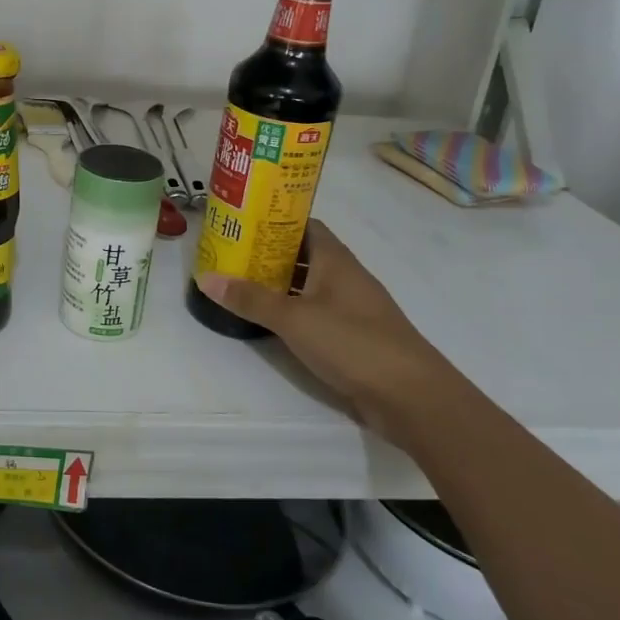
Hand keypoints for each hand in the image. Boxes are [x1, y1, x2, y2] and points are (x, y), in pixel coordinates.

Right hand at [194, 221, 460, 442]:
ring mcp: (353, 309)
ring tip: (241, 283)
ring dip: (281, 284)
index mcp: (336, 261)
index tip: (243, 222)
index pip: (305, 225)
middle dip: (270, 253)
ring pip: (310, 286)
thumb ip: (250, 299)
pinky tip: (270, 320)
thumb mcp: (293, 318)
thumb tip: (206, 277)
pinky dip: (293, 311)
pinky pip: (317, 313)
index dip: (276, 220)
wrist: (413, 398)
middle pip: (305, 255)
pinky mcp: (354, 338)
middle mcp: (346, 278)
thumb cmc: (353, 343)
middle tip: (232, 253)